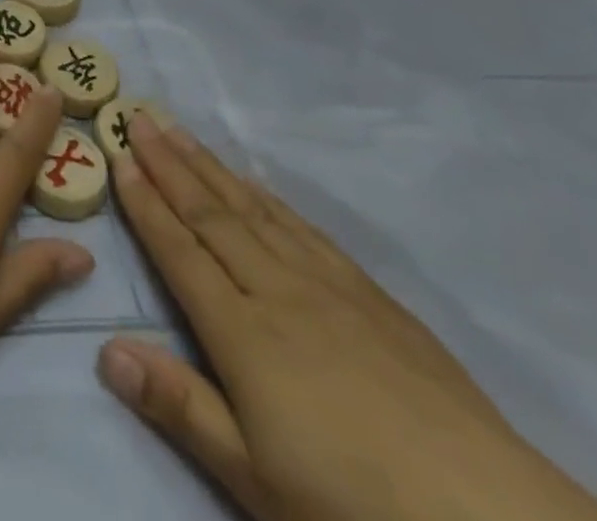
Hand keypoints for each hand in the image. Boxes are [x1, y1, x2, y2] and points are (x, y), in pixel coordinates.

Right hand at [101, 116, 596, 520]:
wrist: (491, 519)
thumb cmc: (354, 506)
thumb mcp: (254, 478)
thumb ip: (179, 406)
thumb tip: (105, 348)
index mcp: (241, 332)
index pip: (179, 250)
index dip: (145, 202)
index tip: (118, 156)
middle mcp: (277, 290)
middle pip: (211, 214)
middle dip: (169, 163)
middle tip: (139, 116)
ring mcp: (328, 288)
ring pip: (254, 210)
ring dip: (210, 167)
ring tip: (181, 131)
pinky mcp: (373, 298)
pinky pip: (305, 229)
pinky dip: (270, 199)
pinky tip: (257, 185)